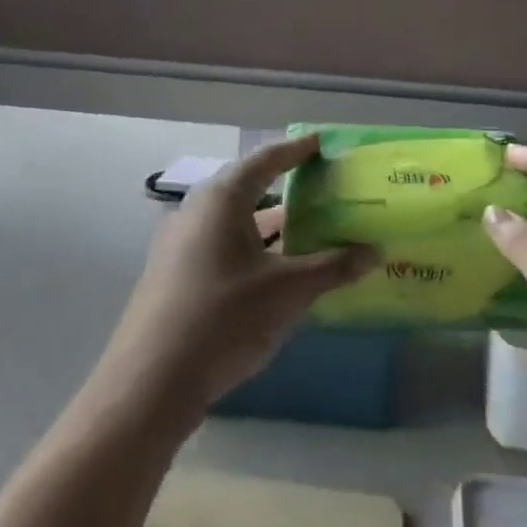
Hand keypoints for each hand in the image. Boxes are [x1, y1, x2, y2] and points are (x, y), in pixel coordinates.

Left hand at [99, 135, 373, 415]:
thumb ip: (333, 267)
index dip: (297, 150)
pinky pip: (223, 246)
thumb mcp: (287, 291)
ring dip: (272, 225)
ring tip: (312, 229)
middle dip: (288, 188)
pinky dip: (254, 248)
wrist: (151, 382)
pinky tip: (279, 270)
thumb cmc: (224, 319)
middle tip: (325, 188)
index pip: (266, 160)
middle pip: (249, 188)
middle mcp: (197, 210)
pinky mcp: (175, 273)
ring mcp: (181, 243)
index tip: (323, 143)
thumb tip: (375, 252)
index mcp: (221, 199)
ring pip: (236, 221)